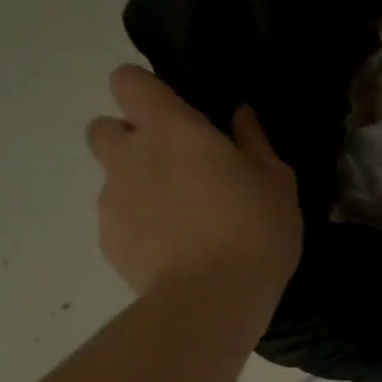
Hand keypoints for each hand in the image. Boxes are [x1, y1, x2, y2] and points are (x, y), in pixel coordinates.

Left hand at [86, 66, 300, 295]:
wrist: (212, 300)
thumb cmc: (255, 230)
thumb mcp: (276, 182)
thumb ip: (254, 141)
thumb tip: (240, 115)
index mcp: (172, 130)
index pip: (126, 81)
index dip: (145, 90)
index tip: (174, 111)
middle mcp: (130, 156)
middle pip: (104, 127)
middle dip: (131, 139)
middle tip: (173, 166)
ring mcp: (112, 200)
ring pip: (111, 177)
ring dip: (136, 185)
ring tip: (178, 218)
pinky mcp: (108, 240)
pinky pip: (117, 219)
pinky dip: (138, 225)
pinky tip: (172, 249)